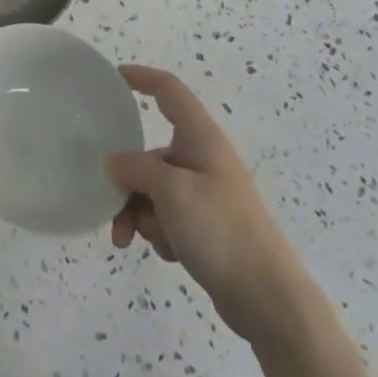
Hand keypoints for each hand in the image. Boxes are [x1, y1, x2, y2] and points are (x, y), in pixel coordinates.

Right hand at [106, 65, 299, 341]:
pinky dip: (158, 231)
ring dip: (138, 212)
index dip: (142, 78)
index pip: (169, 91)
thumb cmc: (221, 231)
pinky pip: (166, 216)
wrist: (268, 299)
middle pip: (150, 153)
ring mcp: (205, 194)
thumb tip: (113, 163)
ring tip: (131, 240)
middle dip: (127, 180)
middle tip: (109, 204)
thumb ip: (136, 169)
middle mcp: (202, 159)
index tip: (113, 78)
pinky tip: (168, 252)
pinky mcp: (205, 226)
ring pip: (153, 190)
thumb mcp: (171, 192)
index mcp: (201, 138)